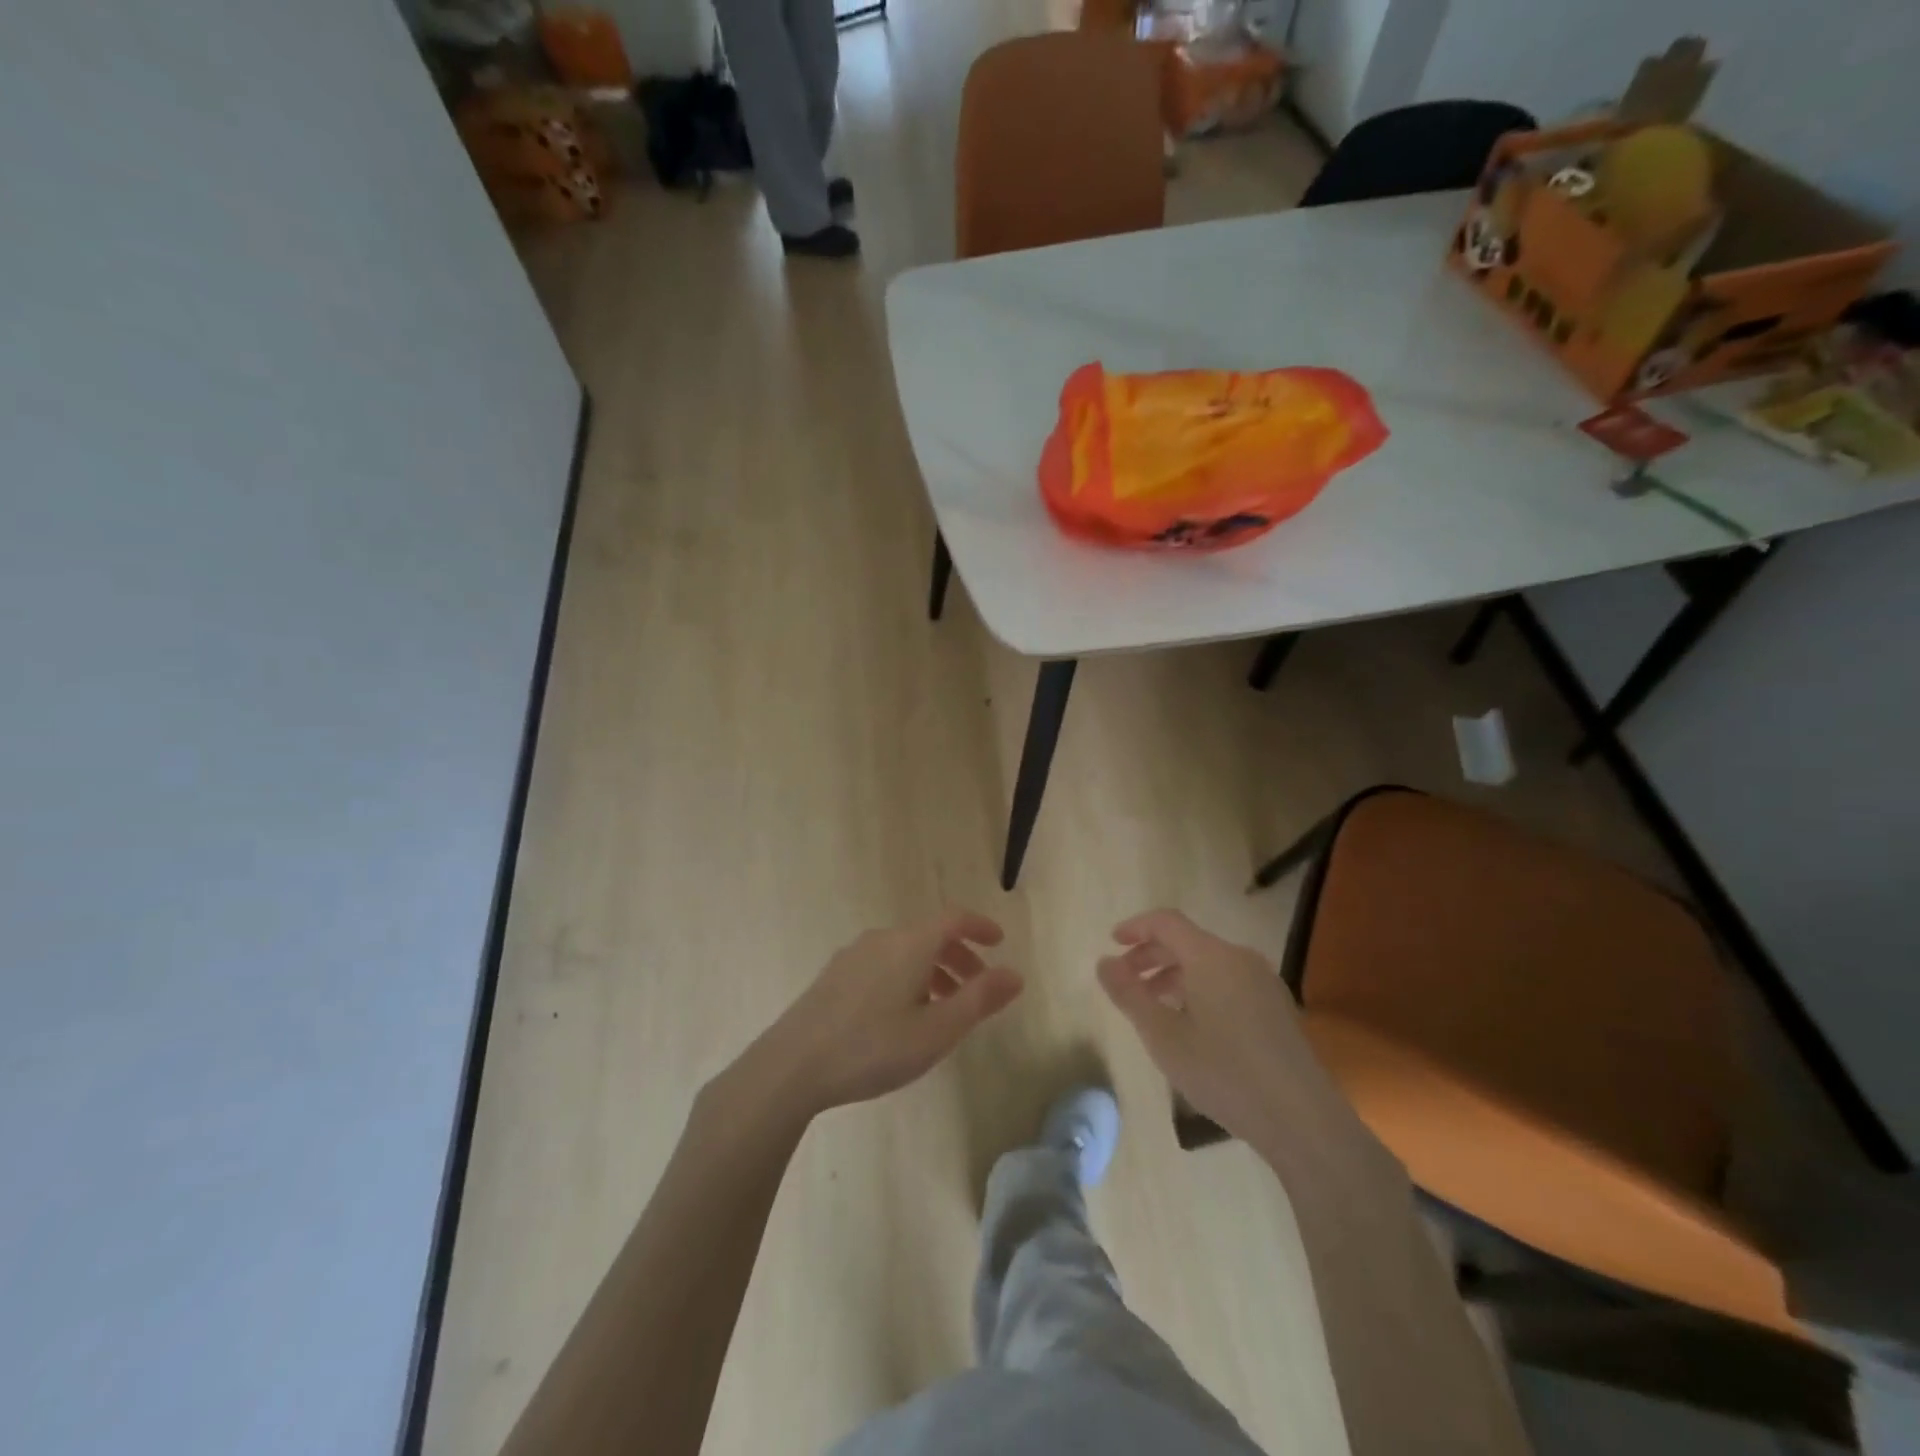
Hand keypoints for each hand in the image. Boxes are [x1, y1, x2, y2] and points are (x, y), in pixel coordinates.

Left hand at [737, 909, 1023, 1116]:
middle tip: (978, 989)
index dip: (980, 926)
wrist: (791, 1066)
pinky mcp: (833, 976)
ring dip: (933, 971)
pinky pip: (883, 965)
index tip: (999, 943)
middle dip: (959, 957)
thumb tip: (1015, 974)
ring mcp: (853, 956)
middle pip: (930, 936)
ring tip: (943, 1010)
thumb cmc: (873, 1047)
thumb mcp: (936, 1031)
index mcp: (910, 944)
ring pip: (905, 952)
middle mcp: (882, 939)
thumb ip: (979, 1000)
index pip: (953, 918)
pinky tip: (901, 1017)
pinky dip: (906, 978)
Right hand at [1096, 909, 1328, 1148]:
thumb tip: (1104, 962)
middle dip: (1150, 956)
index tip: (1111, 943)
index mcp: (1211, 956)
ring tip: (1153, 1008)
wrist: (1301, 1119)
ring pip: (1208, 964)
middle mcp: (1239, 958)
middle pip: (1187, 941)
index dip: (1135, 927)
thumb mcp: (1162, 1036)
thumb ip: (1128, 994)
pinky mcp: (1276, 1008)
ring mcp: (1263, 982)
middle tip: (1124, 981)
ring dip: (1173, 976)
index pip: (1166, 922)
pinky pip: (1227, 982)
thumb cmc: (1223, 1072)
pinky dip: (1199, 989)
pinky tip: (1191, 1025)